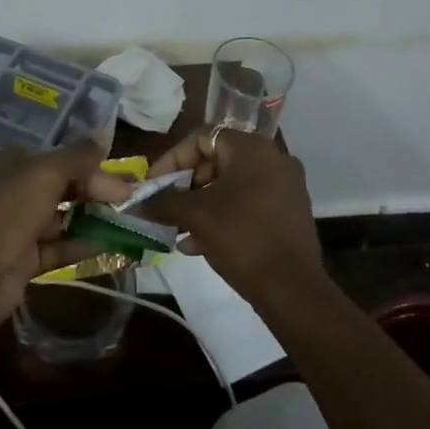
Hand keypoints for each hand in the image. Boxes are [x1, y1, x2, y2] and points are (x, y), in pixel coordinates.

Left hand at [0, 141, 133, 331]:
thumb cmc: (8, 210)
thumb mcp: (46, 172)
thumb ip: (78, 156)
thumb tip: (103, 136)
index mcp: (11, 163)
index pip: (57, 157)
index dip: (89, 164)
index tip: (120, 175)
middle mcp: (13, 191)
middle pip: (62, 186)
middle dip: (95, 190)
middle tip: (129, 198)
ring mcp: (17, 227)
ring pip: (62, 217)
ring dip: (92, 218)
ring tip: (126, 220)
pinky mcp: (24, 259)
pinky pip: (58, 247)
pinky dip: (82, 245)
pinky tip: (109, 245)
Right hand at [136, 129, 325, 311]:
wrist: (292, 289)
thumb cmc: (241, 238)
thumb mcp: (196, 216)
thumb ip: (164, 202)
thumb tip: (137, 200)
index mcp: (252, 148)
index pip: (202, 138)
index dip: (173, 159)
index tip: (154, 184)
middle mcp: (273, 158)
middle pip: (217, 161)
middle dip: (186, 185)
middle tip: (166, 208)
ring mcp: (285, 186)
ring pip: (231, 186)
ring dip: (201, 205)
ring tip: (178, 231)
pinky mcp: (290, 212)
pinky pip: (248, 204)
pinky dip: (223, 216)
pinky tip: (198, 245)